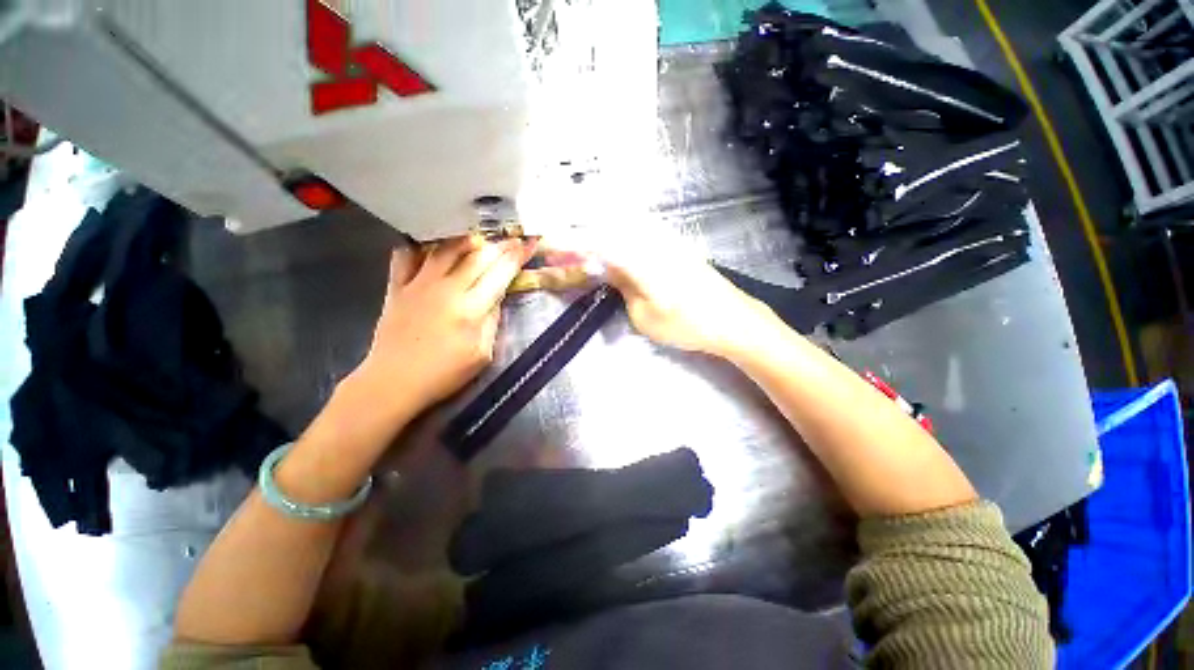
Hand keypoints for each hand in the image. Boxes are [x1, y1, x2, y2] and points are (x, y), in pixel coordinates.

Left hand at [353, 236, 535, 417]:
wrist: (393, 382)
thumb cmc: (444, 374)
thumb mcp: (482, 355)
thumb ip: (492, 322)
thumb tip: (497, 296)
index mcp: (471, 309)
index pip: (499, 275)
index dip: (516, 258)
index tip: (528, 244)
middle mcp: (446, 290)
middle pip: (477, 257)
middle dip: (499, 245)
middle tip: (512, 238)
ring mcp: (418, 285)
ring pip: (445, 249)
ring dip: (466, 240)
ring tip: (480, 237)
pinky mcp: (397, 288)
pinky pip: (406, 257)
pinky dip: (420, 246)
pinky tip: (431, 246)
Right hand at [539, 235, 775, 356]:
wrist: (731, 319)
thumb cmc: (686, 324)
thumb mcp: (644, 315)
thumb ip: (622, 285)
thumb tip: (605, 266)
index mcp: (639, 258)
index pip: (595, 243)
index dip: (567, 241)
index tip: (544, 240)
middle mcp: (651, 239)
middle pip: (605, 222)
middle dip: (577, 225)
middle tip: (555, 235)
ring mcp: (664, 238)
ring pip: (621, 221)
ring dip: (596, 224)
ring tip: (575, 234)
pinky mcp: (673, 242)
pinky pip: (637, 228)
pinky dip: (617, 228)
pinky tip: (608, 235)